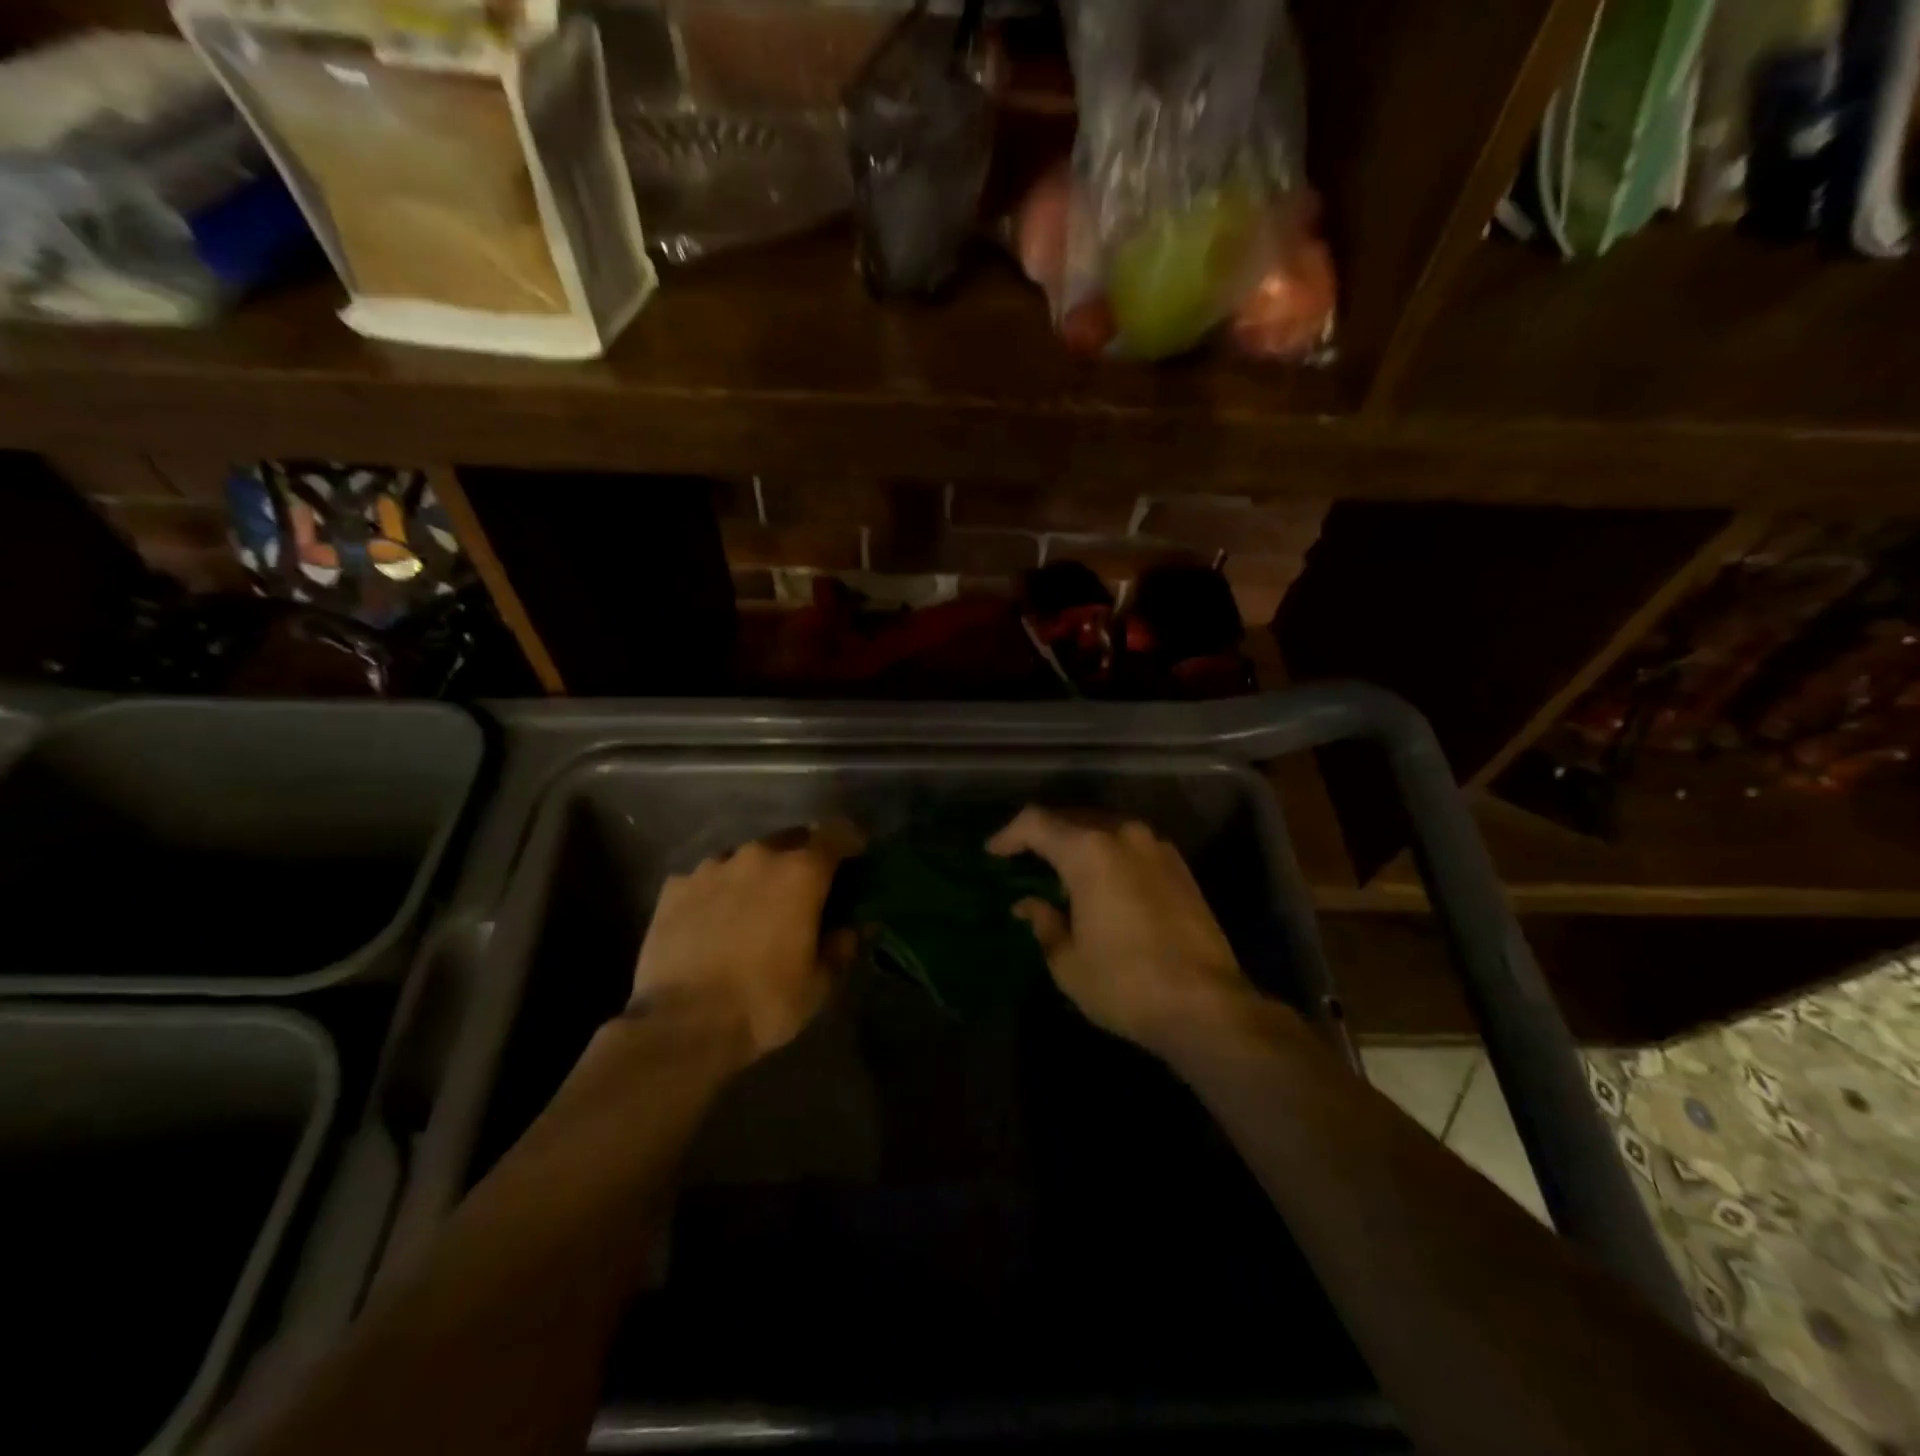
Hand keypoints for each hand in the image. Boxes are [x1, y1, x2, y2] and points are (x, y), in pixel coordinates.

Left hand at [631, 821, 863, 1061]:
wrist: (682, 1025)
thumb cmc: (764, 1002)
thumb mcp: (818, 983)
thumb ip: (840, 946)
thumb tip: (850, 928)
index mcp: (800, 873)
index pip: (836, 833)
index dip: (849, 841)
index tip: (855, 858)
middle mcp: (757, 856)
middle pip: (790, 840)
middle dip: (802, 858)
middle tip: (804, 890)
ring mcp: (711, 868)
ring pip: (746, 857)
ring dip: (758, 874)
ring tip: (754, 907)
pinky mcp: (674, 887)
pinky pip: (708, 878)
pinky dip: (718, 891)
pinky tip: (713, 921)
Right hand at [988, 807, 1253, 1056]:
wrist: (1206, 1004)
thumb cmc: (1125, 984)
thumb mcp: (1068, 962)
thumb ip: (1044, 923)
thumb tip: (1029, 905)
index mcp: (1089, 851)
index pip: (1036, 823)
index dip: (1009, 834)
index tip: (993, 853)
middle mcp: (1123, 835)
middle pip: (1071, 818)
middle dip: (1043, 835)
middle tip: (1023, 861)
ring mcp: (1156, 847)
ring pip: (1104, 828)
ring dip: (1078, 843)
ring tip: (1062, 872)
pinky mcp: (1178, 865)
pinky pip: (1130, 845)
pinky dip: (1107, 854)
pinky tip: (1101, 883)